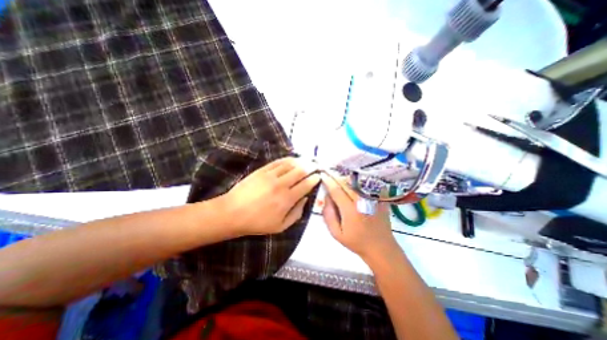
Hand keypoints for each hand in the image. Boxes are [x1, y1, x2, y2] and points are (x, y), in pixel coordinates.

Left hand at [220, 157, 321, 234]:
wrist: (232, 213)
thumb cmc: (257, 223)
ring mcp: (271, 175)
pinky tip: (293, 159)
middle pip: (301, 171)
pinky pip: (278, 162)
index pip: (306, 185)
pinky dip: (288, 159)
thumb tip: (306, 199)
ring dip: (301, 161)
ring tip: (307, 161)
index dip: (315, 179)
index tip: (319, 176)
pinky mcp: (262, 170)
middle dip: (311, 167)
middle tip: (316, 165)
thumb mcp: (280, 226)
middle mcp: (281, 185)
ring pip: (291, 164)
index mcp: (287, 199)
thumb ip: (297, 213)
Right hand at [322, 174, 399, 261]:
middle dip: (335, 178)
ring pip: (355, 181)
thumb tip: (326, 196)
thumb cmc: (356, 242)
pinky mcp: (379, 197)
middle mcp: (362, 200)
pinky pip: (364, 184)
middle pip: (346, 182)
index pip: (336, 190)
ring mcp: (372, 198)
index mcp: (351, 210)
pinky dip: (356, 182)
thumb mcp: (336, 233)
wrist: (381, 247)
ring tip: (339, 182)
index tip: (322, 176)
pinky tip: (351, 185)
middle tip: (329, 177)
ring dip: (345, 179)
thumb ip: (328, 214)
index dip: (328, 181)